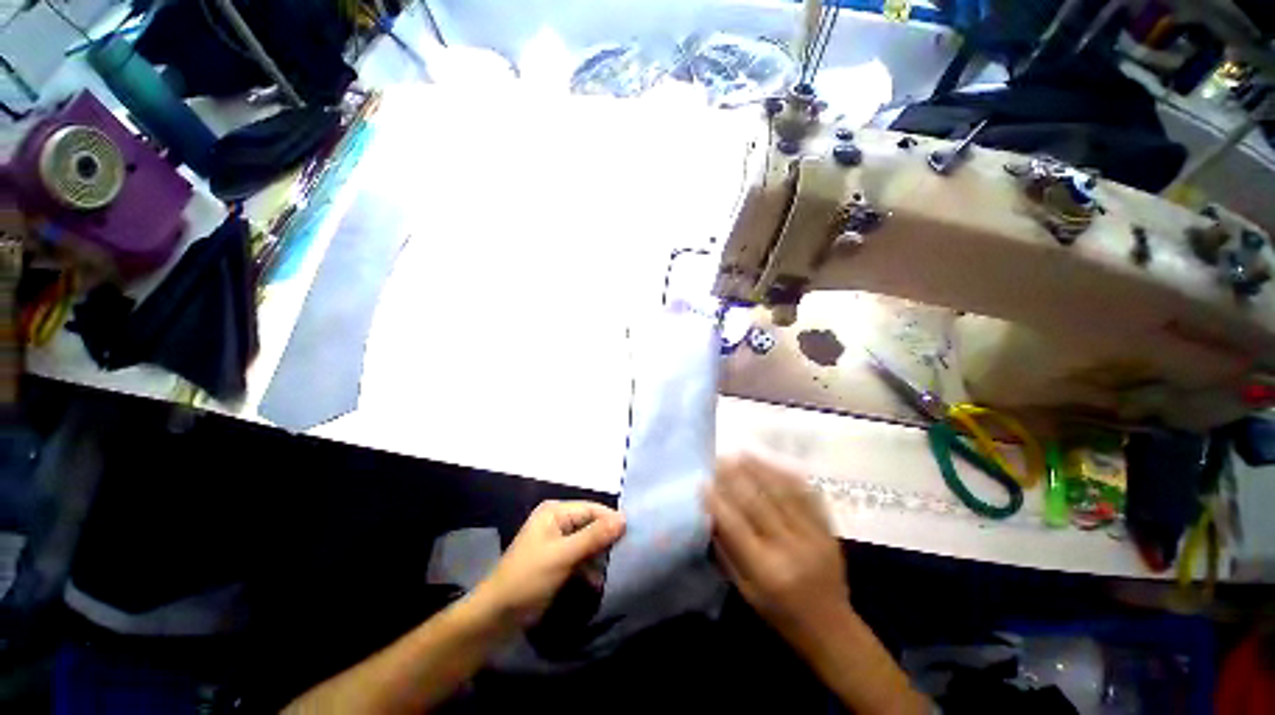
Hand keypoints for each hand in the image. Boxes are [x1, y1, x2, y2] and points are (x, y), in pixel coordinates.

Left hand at [471, 500, 624, 629]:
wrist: (496, 616)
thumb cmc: (528, 578)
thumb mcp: (563, 555)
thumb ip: (594, 536)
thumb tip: (624, 519)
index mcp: (555, 512)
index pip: (592, 509)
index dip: (611, 521)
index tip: (632, 536)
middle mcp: (557, 521)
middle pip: (591, 524)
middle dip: (606, 539)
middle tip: (625, 554)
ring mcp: (557, 541)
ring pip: (588, 541)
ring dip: (599, 555)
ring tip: (614, 569)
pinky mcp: (558, 560)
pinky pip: (581, 556)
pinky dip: (590, 566)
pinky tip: (599, 580)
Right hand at [705, 452, 850, 648]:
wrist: (832, 627)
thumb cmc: (781, 614)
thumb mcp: (746, 591)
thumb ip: (728, 551)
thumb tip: (712, 514)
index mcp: (767, 570)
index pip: (736, 526)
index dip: (717, 501)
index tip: (703, 482)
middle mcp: (791, 548)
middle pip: (758, 502)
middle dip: (735, 477)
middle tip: (720, 460)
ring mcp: (813, 536)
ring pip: (782, 492)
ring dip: (759, 469)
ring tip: (741, 454)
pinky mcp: (828, 529)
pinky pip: (806, 495)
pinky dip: (786, 475)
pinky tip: (771, 463)